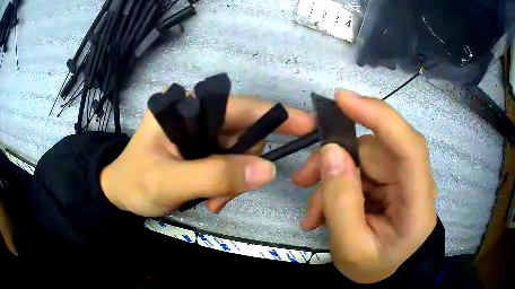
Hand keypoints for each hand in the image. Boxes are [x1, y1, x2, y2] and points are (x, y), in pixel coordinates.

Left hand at [101, 95, 315, 216]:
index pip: (239, 106)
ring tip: (214, 201)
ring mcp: (201, 131)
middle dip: (244, 165)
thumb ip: (215, 175)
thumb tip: (268, 171)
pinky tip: (212, 198)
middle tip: (226, 196)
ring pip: (240, 152)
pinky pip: (231, 164)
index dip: (276, 115)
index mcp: (184, 105)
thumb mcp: (168, 182)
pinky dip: (228, 184)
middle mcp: (197, 112)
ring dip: (235, 180)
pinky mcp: (203, 148)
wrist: (120, 194)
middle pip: (244, 132)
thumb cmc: (134, 183)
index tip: (309, 126)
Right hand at [292, 91, 436, 283]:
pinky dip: (337, 183)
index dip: (380, 117)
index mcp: (418, 207)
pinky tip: (323, 209)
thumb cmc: (368, 266)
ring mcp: (402, 179)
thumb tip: (330, 152)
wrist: (375, 273)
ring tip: (314, 210)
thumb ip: (340, 203)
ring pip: (362, 156)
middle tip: (302, 178)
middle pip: (377, 150)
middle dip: (336, 159)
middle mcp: (416, 184)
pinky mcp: (389, 179)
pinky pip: (358, 167)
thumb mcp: (348, 247)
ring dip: (332, 177)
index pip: (410, 148)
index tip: (343, 99)